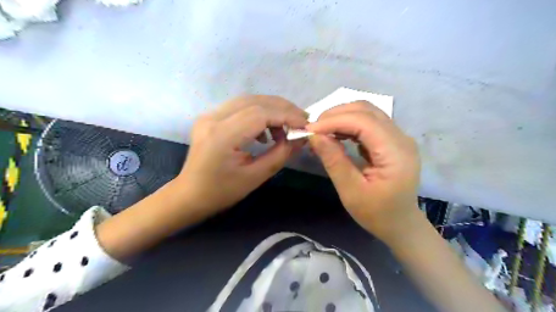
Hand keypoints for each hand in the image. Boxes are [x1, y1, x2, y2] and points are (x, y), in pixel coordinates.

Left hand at [179, 95, 305, 213]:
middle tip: (302, 120)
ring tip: (286, 127)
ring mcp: (209, 115)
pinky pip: (240, 107)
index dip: (287, 116)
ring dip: (272, 109)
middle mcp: (213, 118)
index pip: (260, 114)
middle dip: (283, 109)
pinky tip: (265, 132)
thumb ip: (280, 154)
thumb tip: (301, 138)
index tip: (306, 124)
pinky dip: (258, 113)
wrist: (190, 195)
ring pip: (248, 100)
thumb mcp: (255, 177)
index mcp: (222, 136)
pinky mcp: (210, 117)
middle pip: (255, 101)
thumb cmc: (221, 192)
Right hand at [306, 101, 419, 241]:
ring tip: (322, 131)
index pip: (363, 121)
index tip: (310, 130)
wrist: (400, 223)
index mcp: (396, 153)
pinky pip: (369, 122)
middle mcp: (401, 138)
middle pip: (366, 110)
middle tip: (314, 129)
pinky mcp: (392, 140)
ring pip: (367, 112)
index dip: (334, 121)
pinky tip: (336, 135)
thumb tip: (314, 136)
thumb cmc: (376, 213)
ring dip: (342, 117)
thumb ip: (334, 161)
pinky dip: (349, 124)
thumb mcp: (351, 191)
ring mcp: (399, 137)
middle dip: (336, 115)